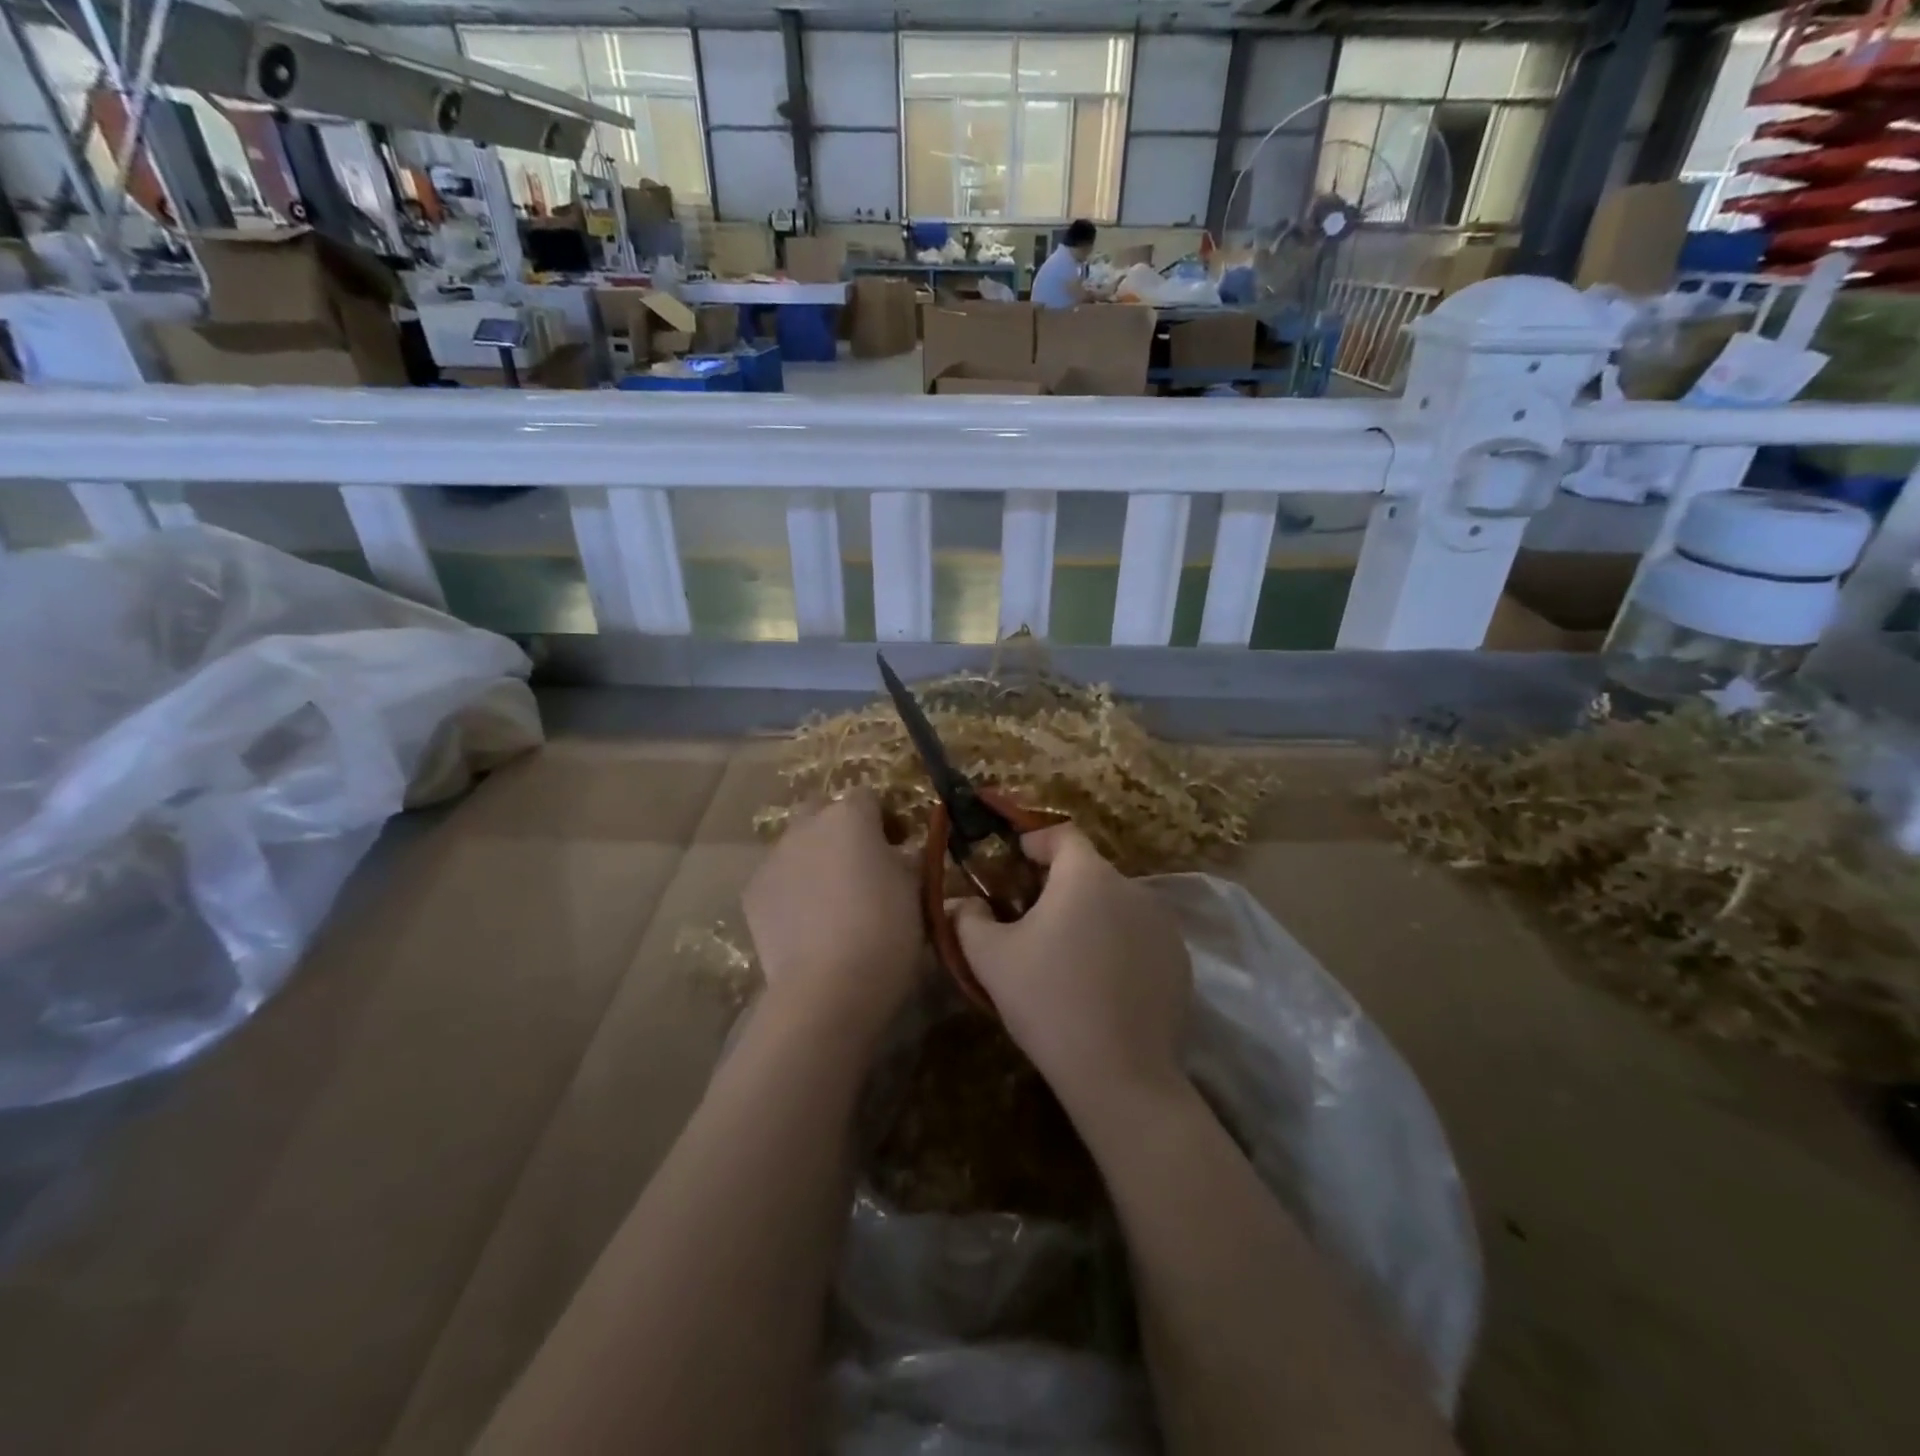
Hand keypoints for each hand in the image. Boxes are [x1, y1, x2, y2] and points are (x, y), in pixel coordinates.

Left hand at [743, 790, 921, 1043]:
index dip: (884, 818)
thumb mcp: (916, 889)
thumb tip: (903, 853)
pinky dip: (792, 890)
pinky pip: (777, 878)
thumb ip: (908, 859)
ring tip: (832, 899)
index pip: (869, 797)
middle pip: (822, 810)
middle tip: (860, 863)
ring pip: (796, 844)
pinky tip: (807, 922)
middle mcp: (806, 826)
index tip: (898, 845)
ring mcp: (774, 858)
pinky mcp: (752, 893)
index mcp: (850, 816)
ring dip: (814, 858)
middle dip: (839, 827)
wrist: (828, 986)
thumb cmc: (886, 929)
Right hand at [951, 825, 1190, 1117]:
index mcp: (1087, 876)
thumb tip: (960, 903)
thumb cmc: (1048, 1001)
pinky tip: (1099, 982)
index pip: (1063, 834)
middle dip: (1059, 884)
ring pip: (1116, 904)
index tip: (1016, 856)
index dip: (1036, 839)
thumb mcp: (990, 958)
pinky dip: (1118, 944)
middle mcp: (1133, 888)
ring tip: (1065, 953)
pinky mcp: (1180, 961)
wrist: (1120, 1074)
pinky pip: (1140, 936)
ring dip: (1090, 915)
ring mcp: (1163, 925)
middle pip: (1090, 871)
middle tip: (1030, 914)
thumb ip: (967, 918)